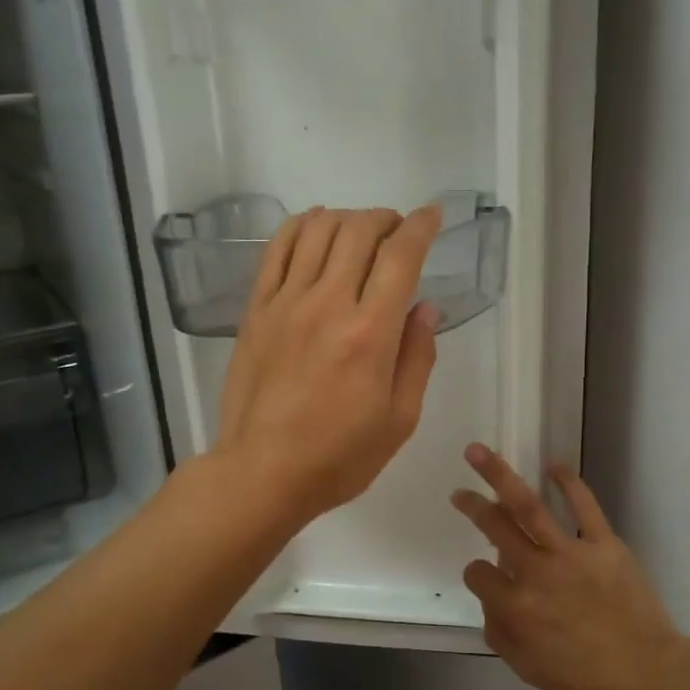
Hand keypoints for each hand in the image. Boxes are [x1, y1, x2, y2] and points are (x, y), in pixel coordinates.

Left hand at [215, 206, 442, 526]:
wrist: (262, 473)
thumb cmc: (339, 457)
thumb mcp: (400, 420)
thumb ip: (418, 357)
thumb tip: (425, 308)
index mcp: (371, 334)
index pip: (401, 256)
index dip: (422, 226)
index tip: (433, 216)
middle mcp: (328, 304)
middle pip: (359, 230)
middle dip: (386, 218)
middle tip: (398, 232)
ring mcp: (286, 303)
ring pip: (317, 229)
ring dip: (347, 218)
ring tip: (360, 232)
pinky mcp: (256, 310)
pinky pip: (276, 249)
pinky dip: (300, 226)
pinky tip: (315, 229)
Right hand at [452, 445, 689, 689]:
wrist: (647, 675)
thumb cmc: (585, 680)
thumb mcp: (527, 669)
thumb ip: (499, 634)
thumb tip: (491, 604)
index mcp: (515, 605)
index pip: (478, 574)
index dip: (477, 575)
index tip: (488, 579)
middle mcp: (535, 571)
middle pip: (494, 527)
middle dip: (472, 505)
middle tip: (459, 491)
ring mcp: (570, 553)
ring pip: (528, 506)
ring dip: (500, 476)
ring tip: (480, 453)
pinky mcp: (604, 543)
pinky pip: (585, 506)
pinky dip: (569, 483)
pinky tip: (553, 466)